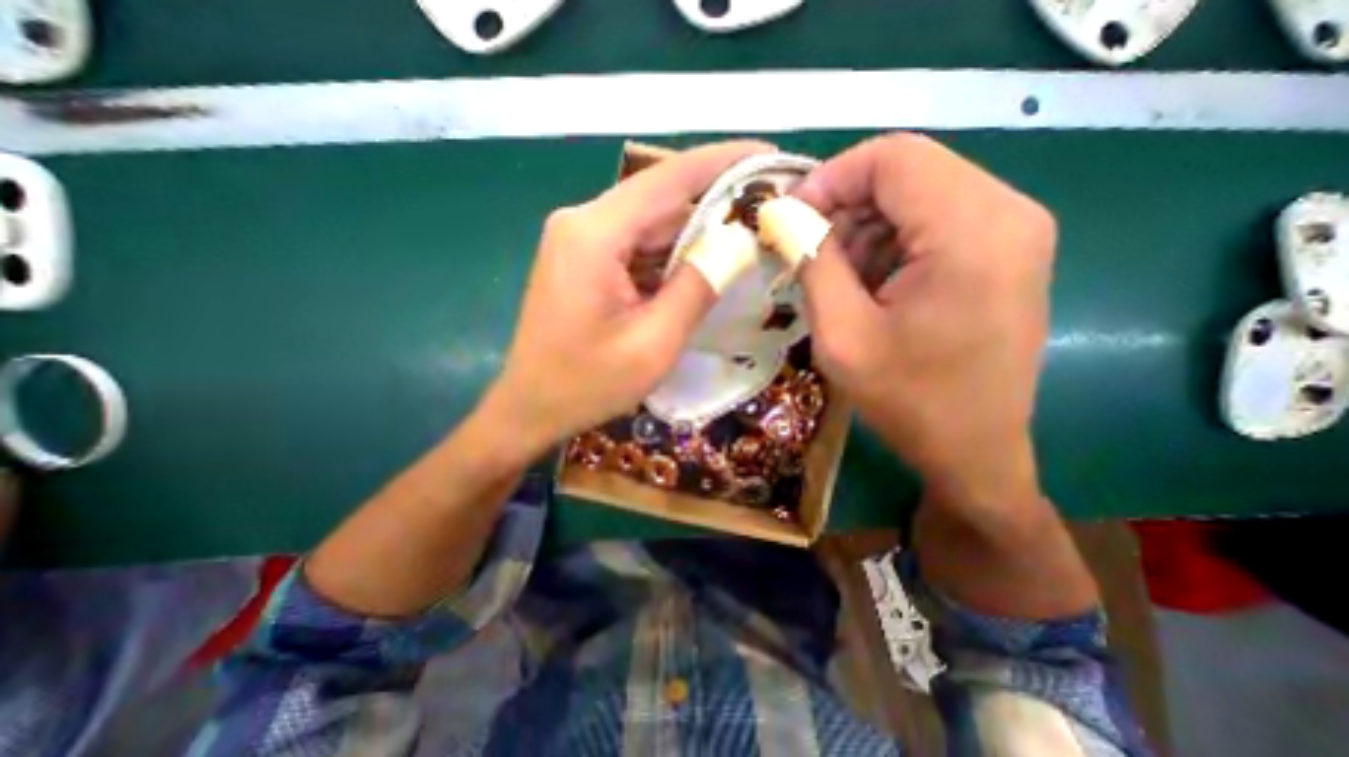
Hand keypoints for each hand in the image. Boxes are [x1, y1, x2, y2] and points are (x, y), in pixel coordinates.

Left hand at [487, 138, 773, 454]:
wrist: (530, 408)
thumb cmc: (587, 384)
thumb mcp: (654, 343)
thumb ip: (698, 287)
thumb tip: (740, 241)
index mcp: (595, 233)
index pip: (670, 178)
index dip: (724, 161)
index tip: (770, 157)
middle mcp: (583, 222)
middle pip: (661, 199)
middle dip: (715, 203)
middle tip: (768, 211)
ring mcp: (579, 240)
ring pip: (650, 224)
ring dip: (695, 233)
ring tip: (746, 240)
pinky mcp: (583, 260)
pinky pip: (636, 246)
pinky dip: (670, 255)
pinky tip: (702, 267)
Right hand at [793, 133, 1057, 508]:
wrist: (973, 450)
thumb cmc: (907, 400)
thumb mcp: (842, 334)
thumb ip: (812, 262)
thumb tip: (786, 215)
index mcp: (971, 231)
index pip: (892, 157)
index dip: (831, 178)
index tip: (792, 218)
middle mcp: (1008, 213)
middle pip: (908, 171)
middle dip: (845, 205)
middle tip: (807, 251)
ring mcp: (1015, 231)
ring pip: (919, 194)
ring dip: (865, 227)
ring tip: (836, 276)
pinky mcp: (1006, 252)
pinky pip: (936, 220)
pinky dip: (890, 242)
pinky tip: (869, 285)